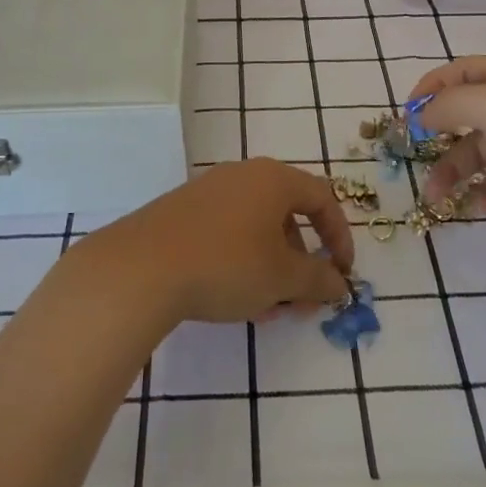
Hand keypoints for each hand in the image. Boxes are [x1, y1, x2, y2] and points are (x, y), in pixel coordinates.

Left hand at [87, 160, 354, 324]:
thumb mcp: (282, 278)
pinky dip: (243, 264)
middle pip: (286, 215)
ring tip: (270, 311)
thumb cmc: (226, 264)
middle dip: (302, 262)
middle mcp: (243, 175)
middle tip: (304, 301)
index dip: (340, 236)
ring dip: (272, 269)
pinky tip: (237, 302)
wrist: (141, 267)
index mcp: (273, 179)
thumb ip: (318, 280)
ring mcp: (209, 191)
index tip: (343, 273)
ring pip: (256, 229)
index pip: (321, 198)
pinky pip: (227, 234)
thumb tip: (339, 283)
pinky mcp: (182, 212)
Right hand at [407, 57, 485, 254]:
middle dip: (438, 137)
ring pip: (482, 150)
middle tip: (414, 159)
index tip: (405, 118)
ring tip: (438, 198)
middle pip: (468, 113)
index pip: (460, 71)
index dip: (429, 89)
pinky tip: (477, 208)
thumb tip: (422, 114)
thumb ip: (450, 104)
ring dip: (456, 171)